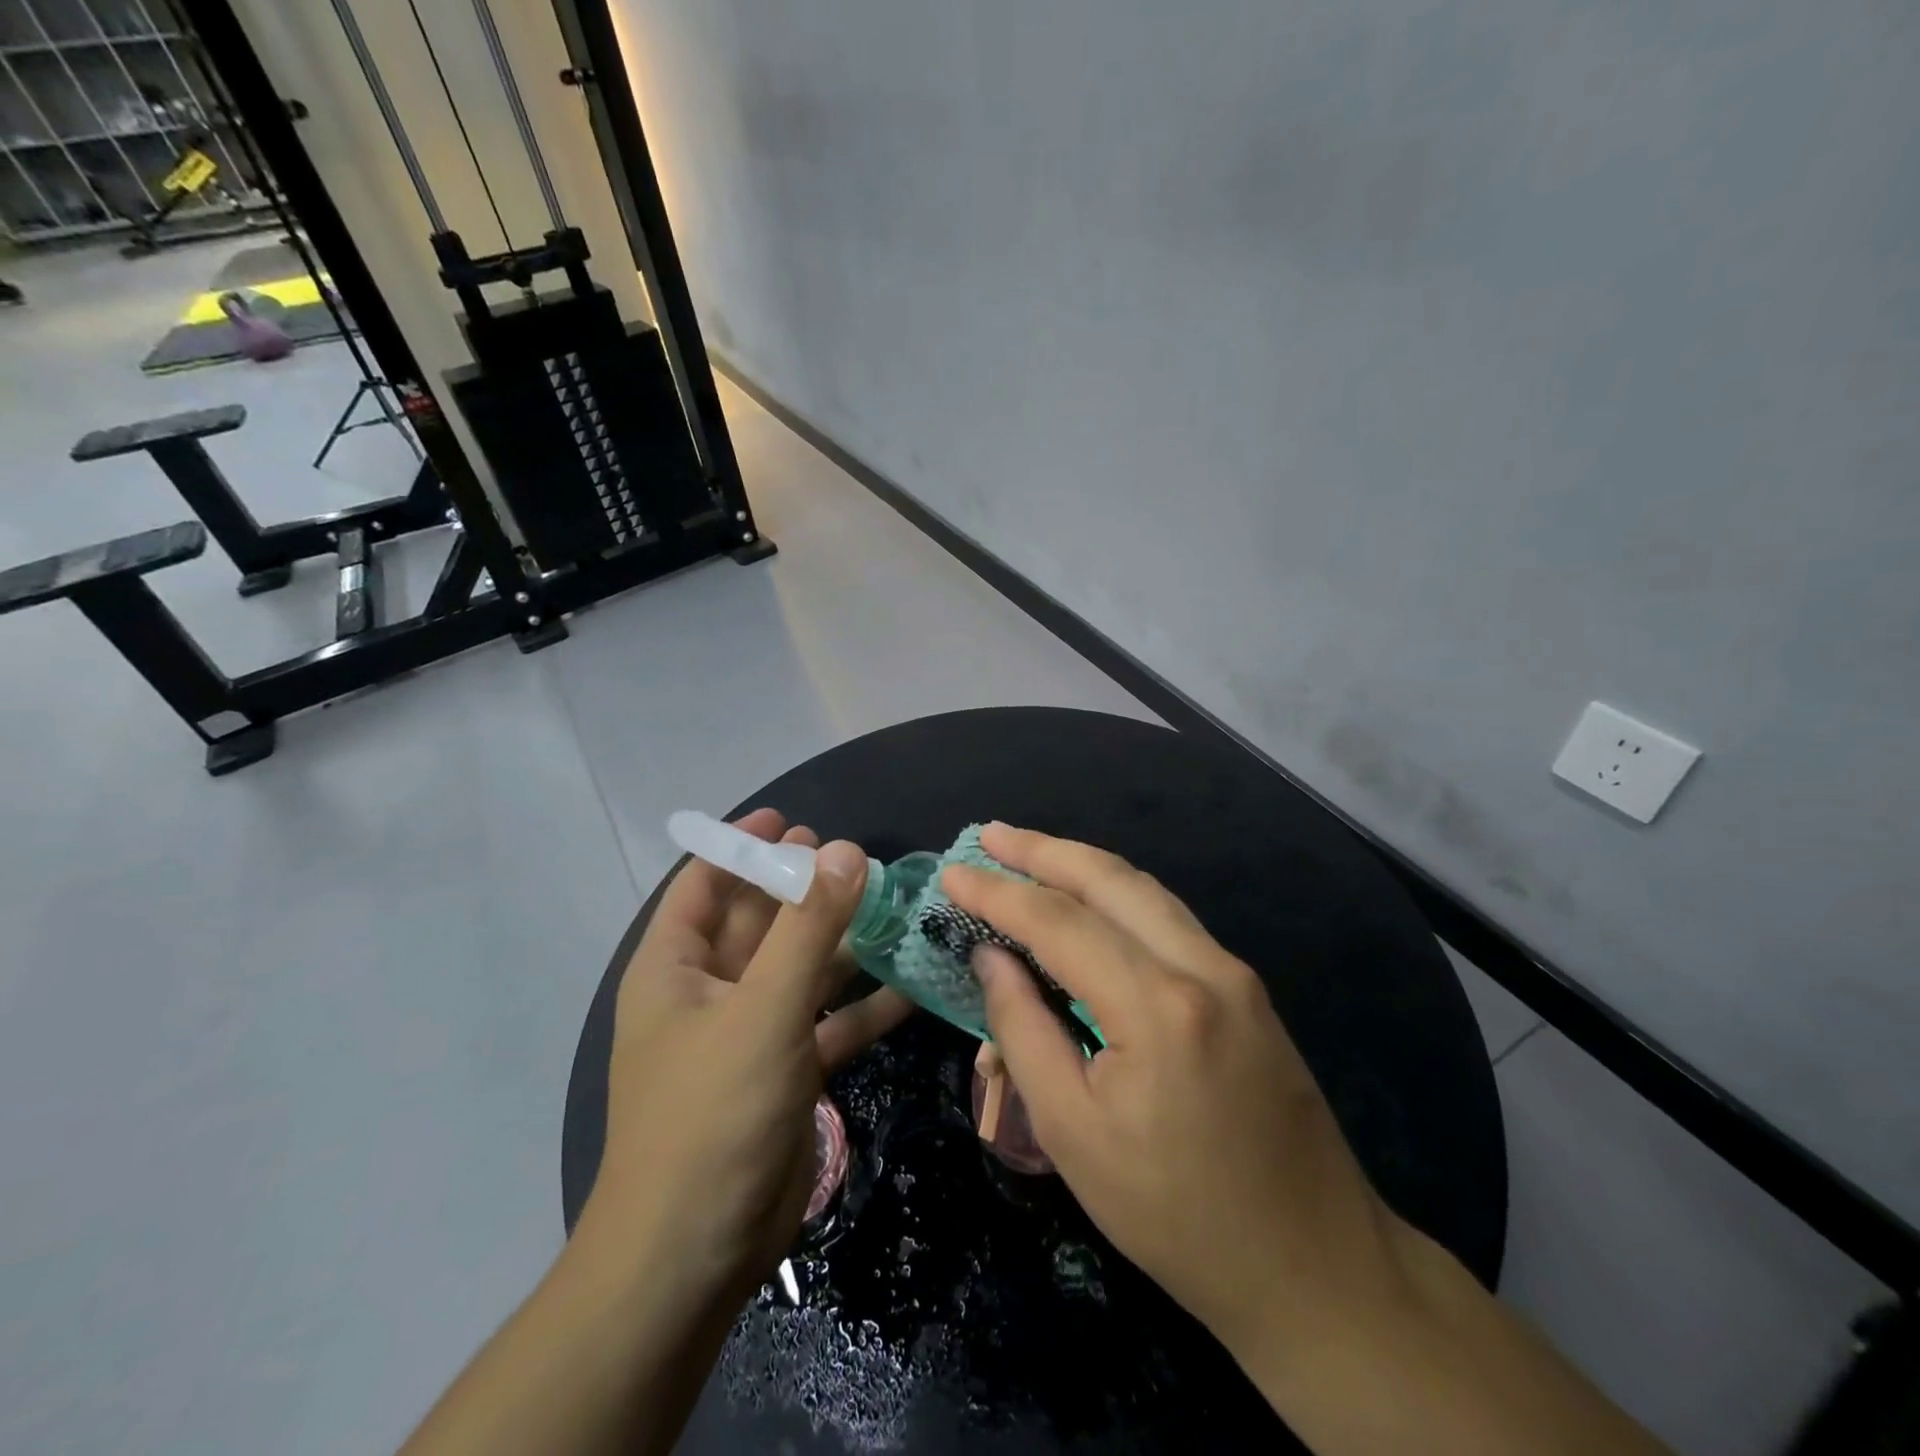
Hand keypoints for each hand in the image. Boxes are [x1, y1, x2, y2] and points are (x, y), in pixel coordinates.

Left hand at [581, 809, 911, 1302]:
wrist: (696, 1254)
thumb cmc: (711, 1113)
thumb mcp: (762, 1009)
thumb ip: (807, 928)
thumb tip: (842, 850)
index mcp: (676, 968)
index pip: (702, 884)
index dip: (741, 846)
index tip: (792, 821)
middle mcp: (709, 993)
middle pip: (759, 921)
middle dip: (803, 890)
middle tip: (855, 857)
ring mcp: (749, 1034)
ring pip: (799, 970)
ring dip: (842, 943)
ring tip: (893, 906)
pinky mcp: (784, 1071)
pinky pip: (826, 1023)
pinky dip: (862, 1006)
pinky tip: (911, 985)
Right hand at [942, 824, 1408, 1356]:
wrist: (1314, 1265)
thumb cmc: (1177, 1216)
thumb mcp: (1072, 1134)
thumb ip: (1023, 1031)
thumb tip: (992, 956)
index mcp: (1158, 1007)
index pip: (1059, 922)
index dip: (998, 893)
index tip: (951, 874)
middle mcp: (1203, 967)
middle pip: (1109, 879)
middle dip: (1042, 850)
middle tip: (989, 835)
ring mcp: (1234, 971)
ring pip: (1144, 889)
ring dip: (1080, 864)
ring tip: (1027, 852)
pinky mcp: (1247, 987)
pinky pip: (1167, 917)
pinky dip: (1116, 895)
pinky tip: (1087, 899)